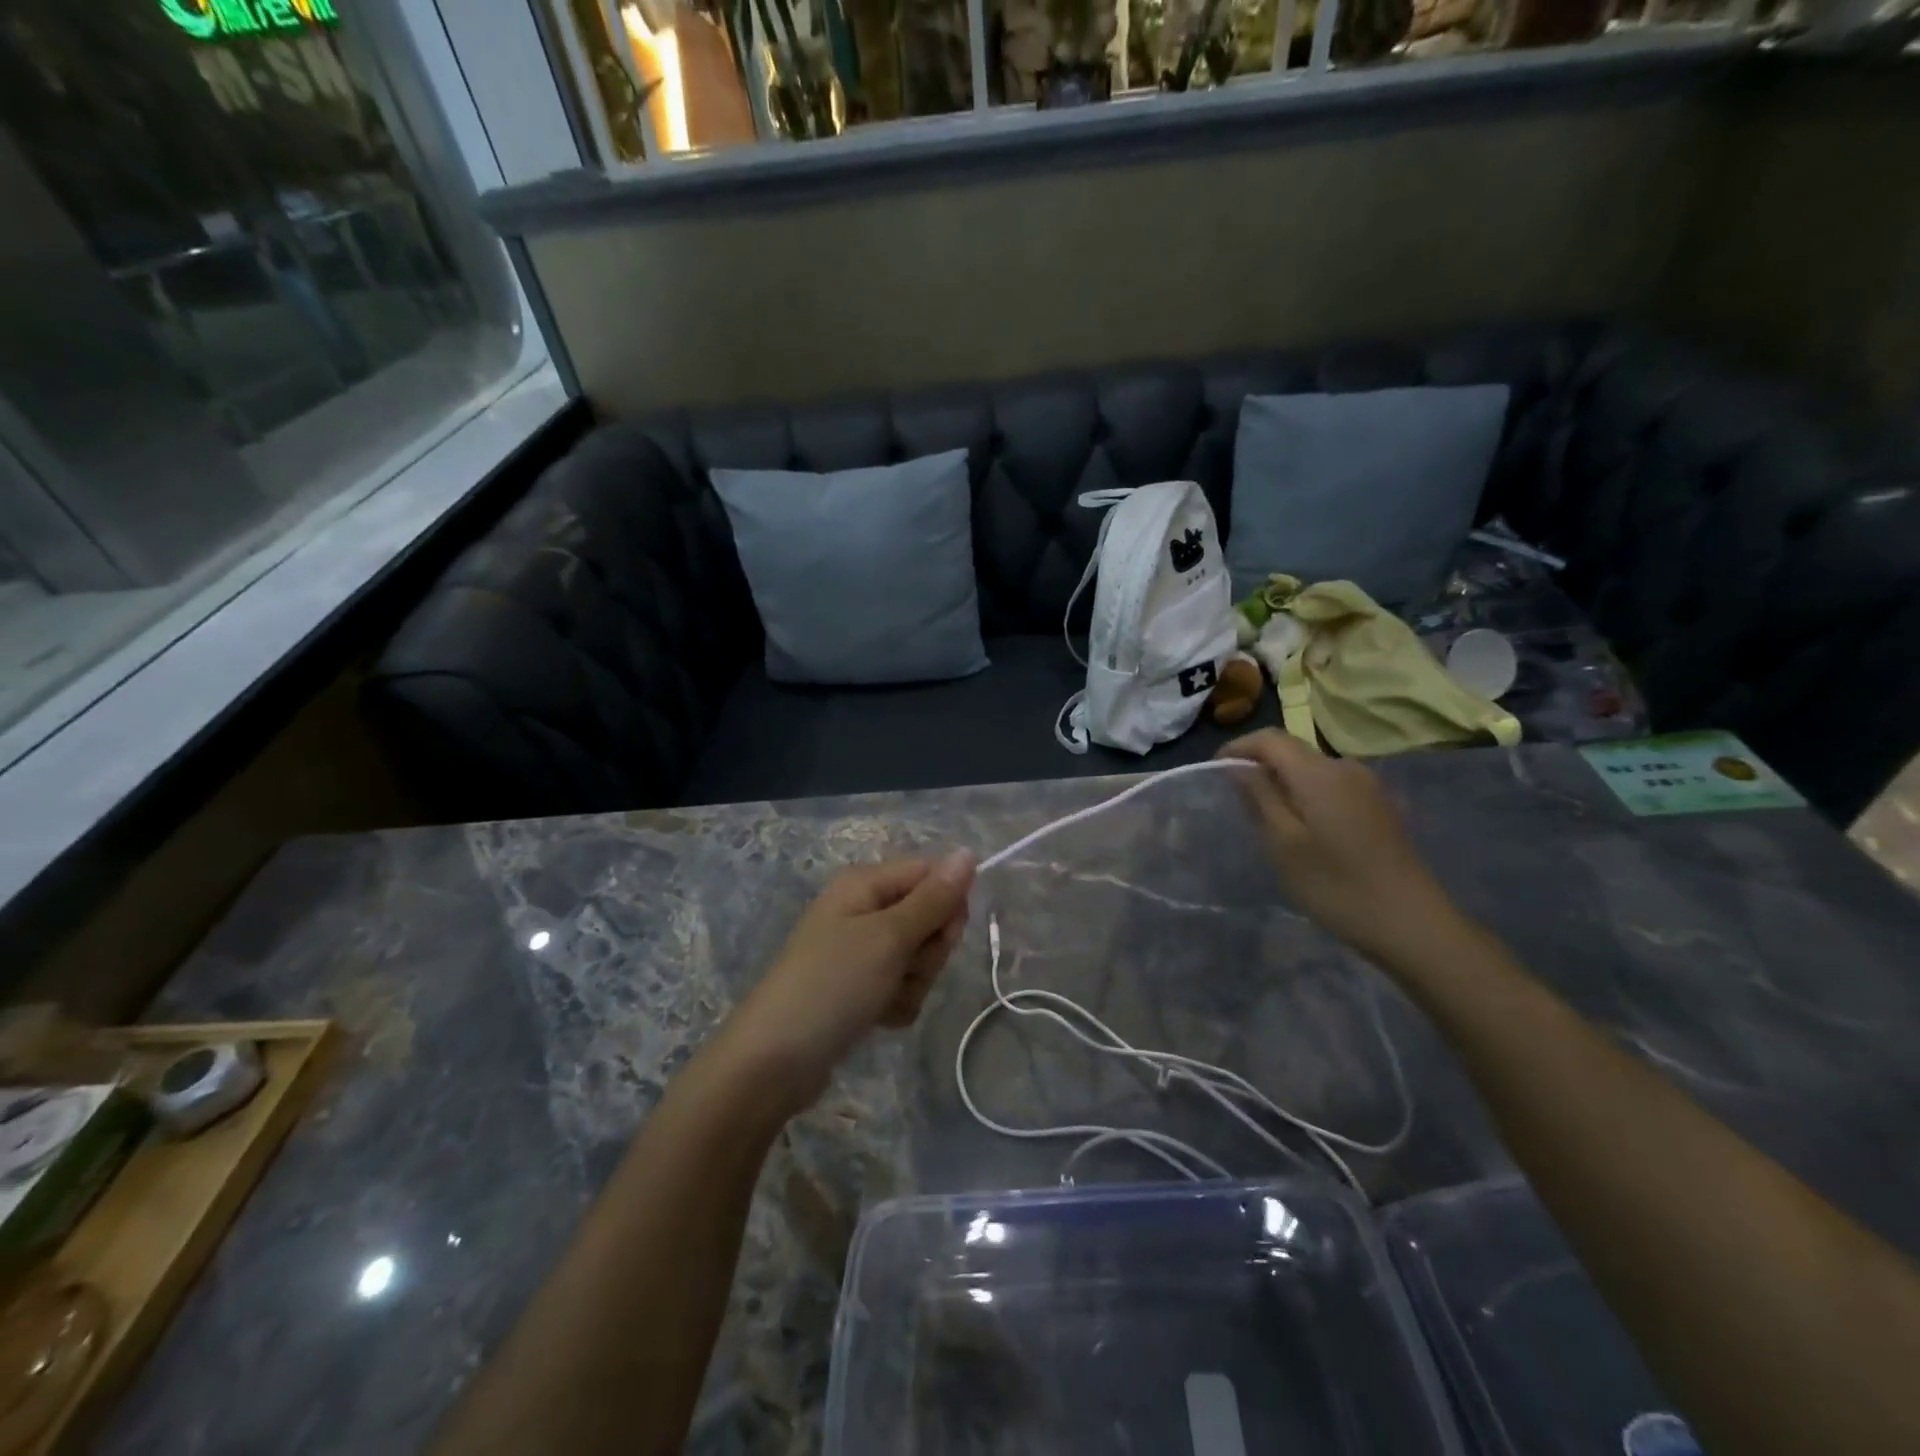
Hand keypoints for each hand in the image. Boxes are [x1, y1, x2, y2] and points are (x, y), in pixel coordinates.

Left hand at [710, 853, 975, 1113]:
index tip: (943, 935)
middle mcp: (863, 909)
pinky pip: (902, 986)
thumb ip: (934, 898)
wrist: (774, 1062)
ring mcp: (861, 951)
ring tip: (884, 999)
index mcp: (865, 883)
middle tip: (904, 968)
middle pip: (929, 917)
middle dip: (928, 950)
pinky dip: (898, 1004)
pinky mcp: (860, 988)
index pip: (931, 874)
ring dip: (914, 982)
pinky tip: (878, 1019)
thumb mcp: (889, 937)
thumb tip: (968, 852)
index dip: (948, 904)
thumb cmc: (832, 984)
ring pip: (919, 957)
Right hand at [1218, 729, 1460, 963]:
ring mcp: (1368, 786)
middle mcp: (1346, 767)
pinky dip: (1308, 796)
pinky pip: (1332, 786)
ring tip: (1267, 819)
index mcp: (1319, 773)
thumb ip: (1259, 797)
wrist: (1411, 923)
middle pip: (1293, 751)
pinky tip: (1304, 829)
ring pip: (1312, 770)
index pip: (1270, 739)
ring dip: (1285, 783)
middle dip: (1261, 766)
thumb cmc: (1336, 885)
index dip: (1238, 748)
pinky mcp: (1380, 805)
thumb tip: (1238, 766)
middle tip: (1237, 801)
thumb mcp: (1283, 844)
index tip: (1215, 771)